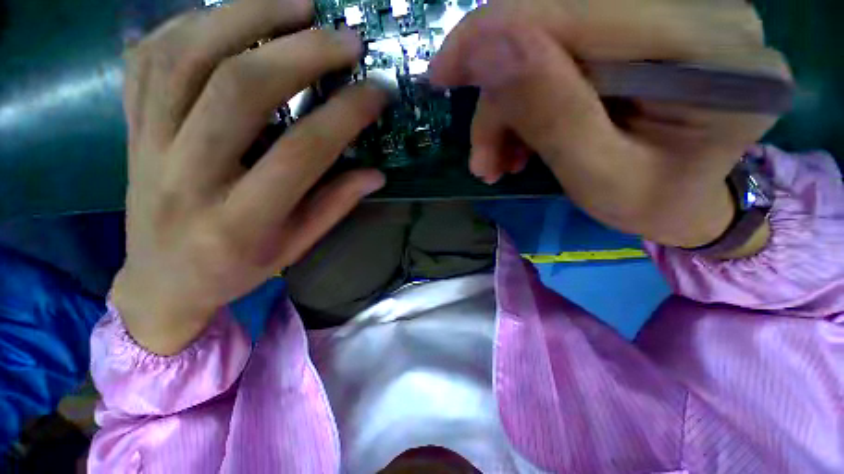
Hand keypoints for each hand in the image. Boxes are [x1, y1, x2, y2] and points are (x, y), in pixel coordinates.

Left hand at [112, 0, 387, 354]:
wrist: (162, 281)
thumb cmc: (235, 270)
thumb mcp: (295, 247)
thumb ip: (335, 206)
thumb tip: (376, 174)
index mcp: (241, 219)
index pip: (302, 152)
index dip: (346, 115)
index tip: (377, 92)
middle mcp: (188, 175)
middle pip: (240, 89)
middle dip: (301, 51)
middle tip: (344, 37)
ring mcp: (148, 145)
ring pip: (187, 56)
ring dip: (247, 16)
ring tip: (296, 4)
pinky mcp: (130, 129)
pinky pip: (148, 58)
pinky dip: (190, 22)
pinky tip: (229, 15)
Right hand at [430, 0, 789, 249]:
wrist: (684, 200)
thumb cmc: (652, 202)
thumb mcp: (598, 178)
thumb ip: (551, 114)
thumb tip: (487, 49)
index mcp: (705, 51)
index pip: (574, 7)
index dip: (492, 34)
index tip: (441, 74)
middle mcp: (696, 10)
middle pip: (555, 26)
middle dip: (501, 98)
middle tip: (483, 157)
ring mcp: (669, 13)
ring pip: (549, 43)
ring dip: (508, 108)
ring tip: (498, 162)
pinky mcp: (642, 29)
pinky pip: (560, 53)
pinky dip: (525, 101)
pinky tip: (519, 143)